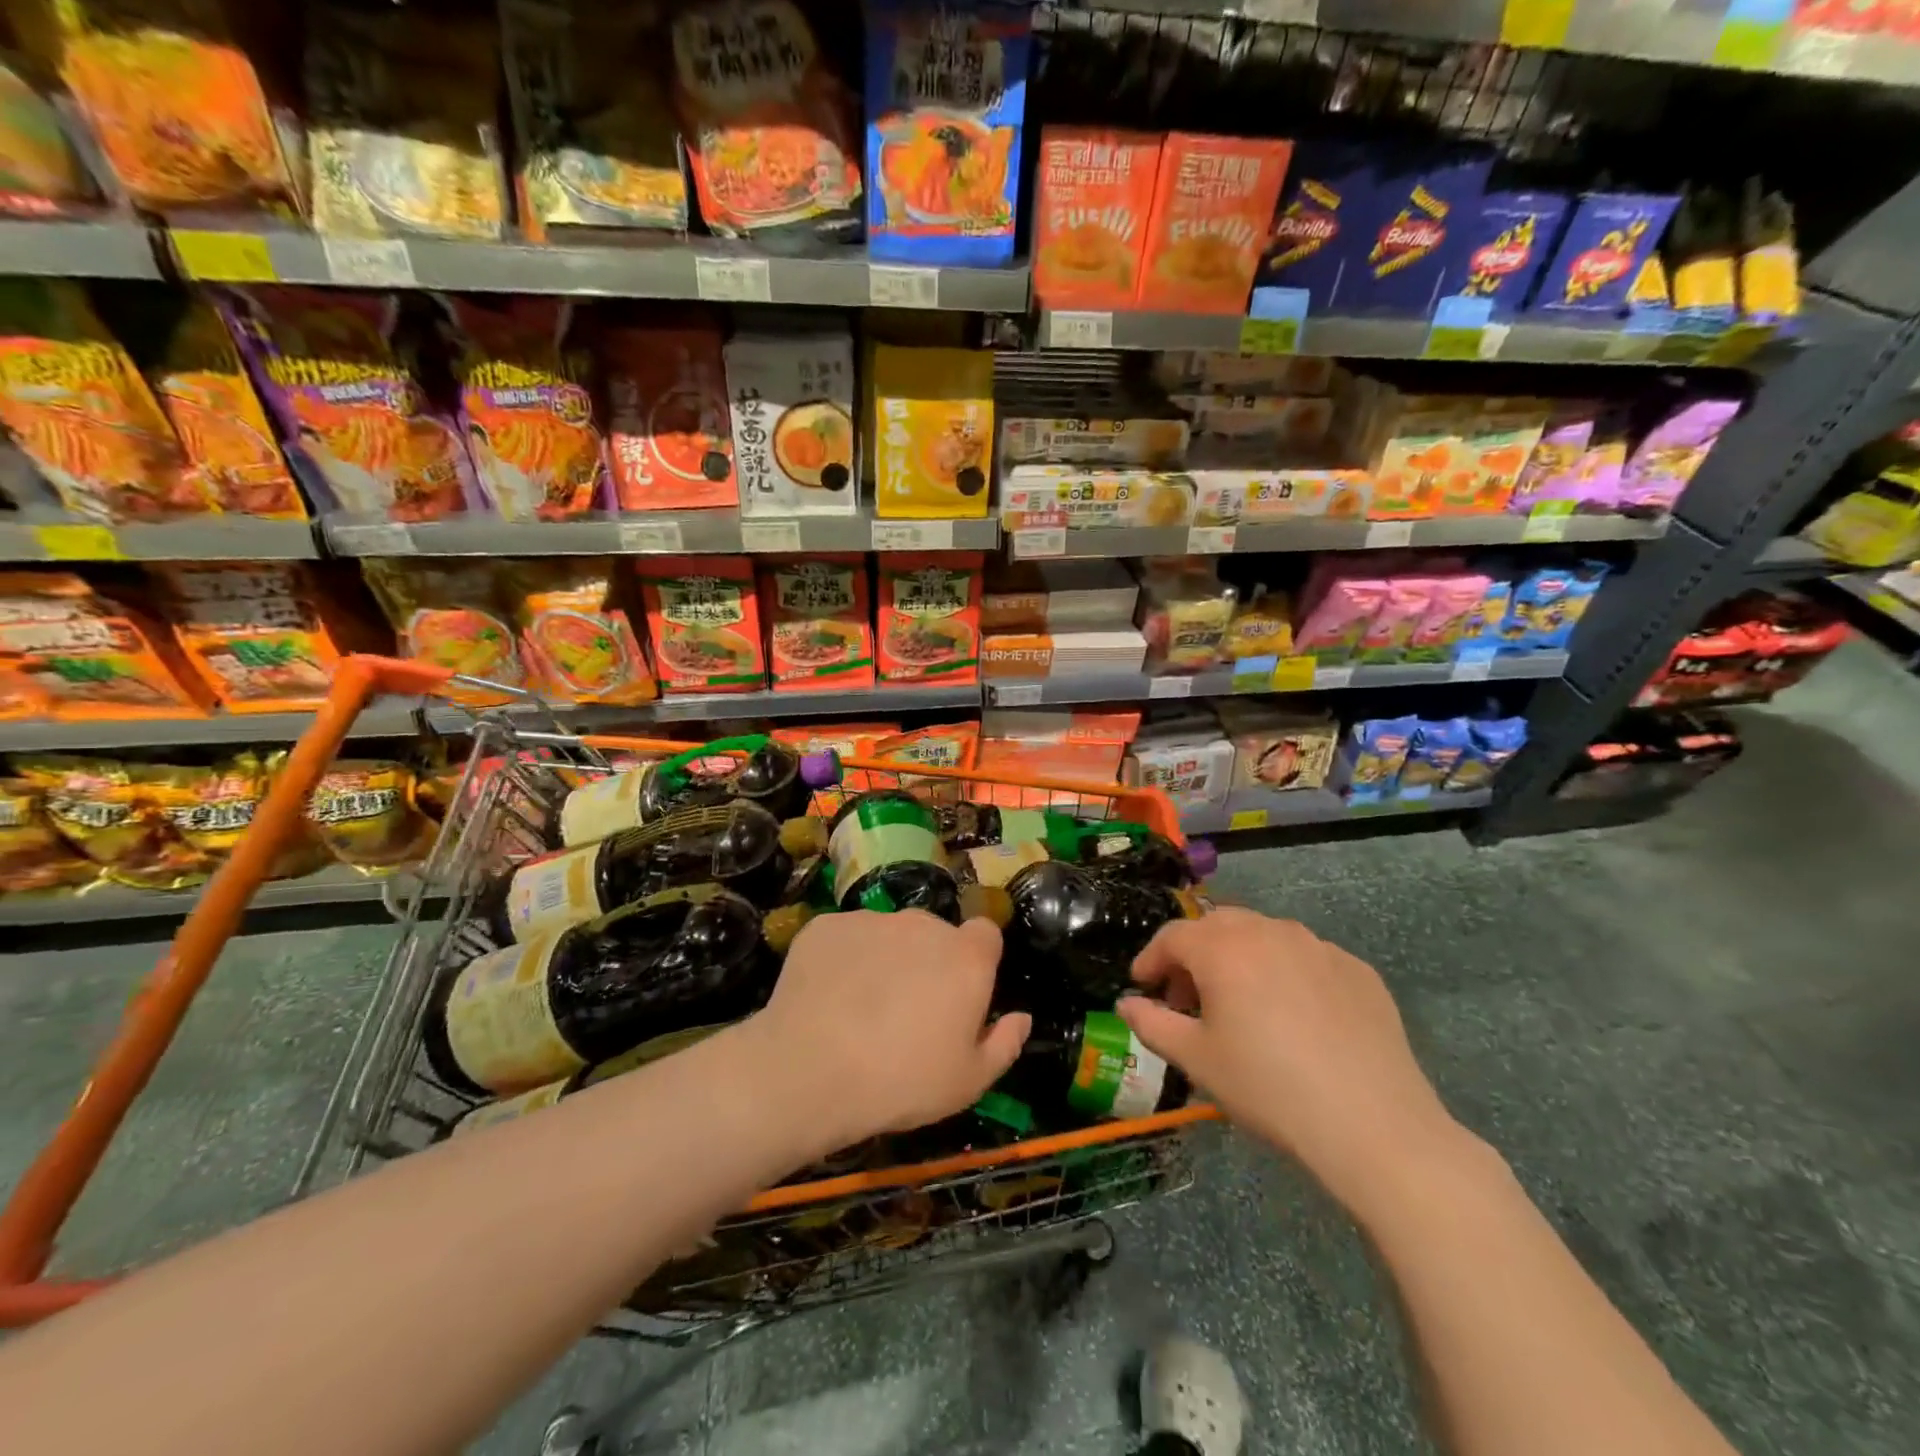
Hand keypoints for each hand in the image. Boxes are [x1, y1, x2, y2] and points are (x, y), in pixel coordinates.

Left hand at [747, 910, 1030, 1156]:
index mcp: (965, 957)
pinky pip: (844, 938)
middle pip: (934, 933)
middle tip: (907, 1010)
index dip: (977, 961)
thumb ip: (1004, 1044)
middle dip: (928, 961)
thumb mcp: (968, 1082)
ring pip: (887, 934)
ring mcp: (871, 920)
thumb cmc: (902, 1082)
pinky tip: (826, 998)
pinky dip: (841, 960)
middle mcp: (922, 924)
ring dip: (884, 958)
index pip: (985, 935)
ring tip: (859, 1007)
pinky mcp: (826, 926)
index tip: (961, 993)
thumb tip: (1022, 1018)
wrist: (810, 1071)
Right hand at [1117, 907, 1465, 1217]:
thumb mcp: (1197, 1060)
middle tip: (1188, 998)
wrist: (1374, 1126)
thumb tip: (1125, 1004)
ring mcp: (1319, 946)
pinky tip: (1294, 1017)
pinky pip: (1306, 957)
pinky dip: (1285, 973)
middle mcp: (1269, 931)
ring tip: (1241, 1004)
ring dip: (1239, 958)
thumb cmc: (1269, 1088)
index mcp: (1224, 948)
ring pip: (1263, 936)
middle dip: (1193, 954)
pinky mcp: (1357, 969)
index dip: (1150, 959)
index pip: (1172, 936)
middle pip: (1217, 926)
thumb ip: (1152, 1024)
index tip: (1142, 986)